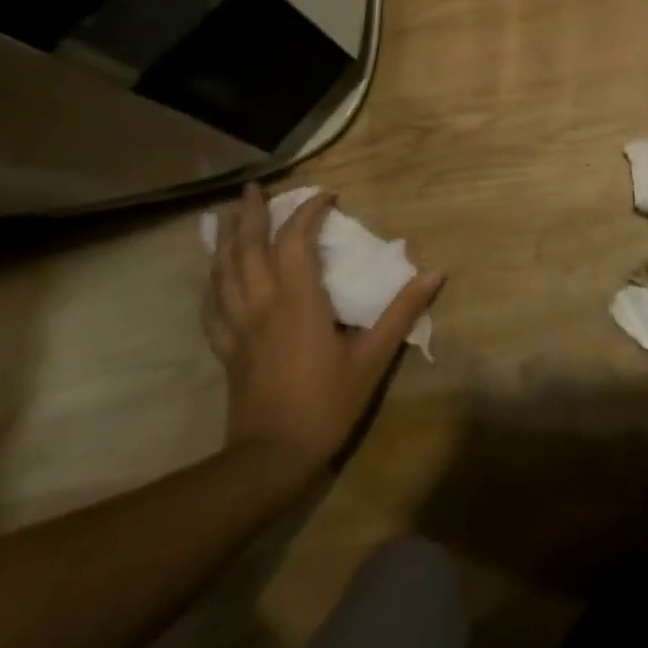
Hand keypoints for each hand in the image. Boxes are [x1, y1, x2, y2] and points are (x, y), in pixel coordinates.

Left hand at [204, 183, 443, 480]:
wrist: (271, 460)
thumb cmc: (327, 404)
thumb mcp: (373, 358)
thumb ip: (403, 312)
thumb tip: (436, 272)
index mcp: (298, 301)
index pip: (296, 241)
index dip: (309, 212)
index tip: (327, 196)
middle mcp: (263, 304)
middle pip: (248, 248)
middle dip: (252, 214)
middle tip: (253, 188)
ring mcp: (239, 327)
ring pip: (223, 273)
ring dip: (225, 240)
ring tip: (227, 216)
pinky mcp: (227, 349)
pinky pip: (212, 308)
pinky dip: (211, 283)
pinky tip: (211, 276)